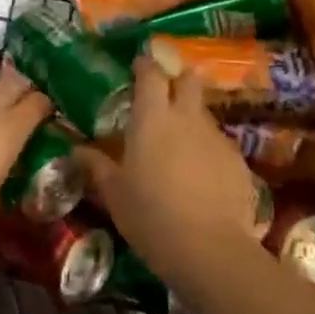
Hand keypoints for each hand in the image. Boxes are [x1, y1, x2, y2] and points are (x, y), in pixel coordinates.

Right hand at [77, 56, 264, 288]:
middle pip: (188, 80)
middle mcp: (187, 118)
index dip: (145, 65)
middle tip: (164, 98)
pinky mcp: (239, 161)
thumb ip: (96, 166)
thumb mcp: (114, 193)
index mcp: (152, 118)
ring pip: (204, 114)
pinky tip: (202, 177)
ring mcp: (217, 137)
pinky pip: (220, 145)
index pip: (151, 74)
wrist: (209, 248)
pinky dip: (208, 151)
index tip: (138, 66)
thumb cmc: (150, 215)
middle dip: (178, 81)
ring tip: (180, 146)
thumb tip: (75, 149)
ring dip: (192, 120)